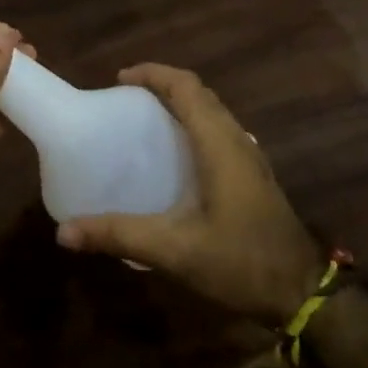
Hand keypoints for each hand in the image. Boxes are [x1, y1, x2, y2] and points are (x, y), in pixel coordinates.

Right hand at [55, 64, 323, 325]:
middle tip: (125, 100)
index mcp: (219, 144)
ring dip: (180, 105)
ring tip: (145, 121)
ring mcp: (250, 157)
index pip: (187, 87)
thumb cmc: (241, 262)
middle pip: (200, 94)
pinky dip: (193, 126)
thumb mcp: (175, 250)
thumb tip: (64, 232)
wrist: (302, 293)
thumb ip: (120, 236)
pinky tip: (176, 156)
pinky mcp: (253, 175)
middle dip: (163, 86)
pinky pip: (219, 132)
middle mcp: (237, 140)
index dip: (153, 74)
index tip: (119, 80)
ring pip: (212, 112)